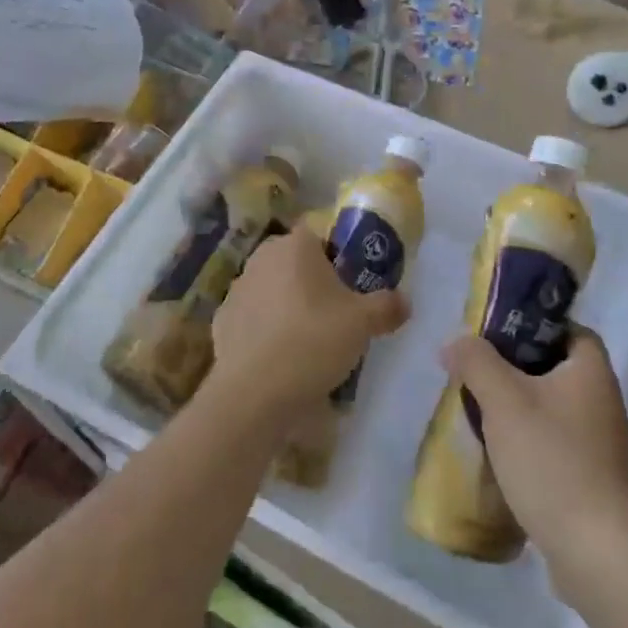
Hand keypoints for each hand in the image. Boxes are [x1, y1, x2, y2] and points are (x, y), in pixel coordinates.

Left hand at [209, 229, 406, 424]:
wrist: (252, 392)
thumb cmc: (312, 341)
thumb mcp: (363, 323)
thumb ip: (387, 306)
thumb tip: (404, 302)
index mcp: (296, 245)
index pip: (322, 235)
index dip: (341, 257)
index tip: (353, 286)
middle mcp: (262, 257)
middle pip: (297, 263)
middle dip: (315, 283)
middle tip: (337, 316)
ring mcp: (237, 288)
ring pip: (275, 289)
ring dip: (290, 306)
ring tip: (309, 343)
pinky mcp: (222, 320)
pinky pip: (255, 318)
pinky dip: (267, 331)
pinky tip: (281, 359)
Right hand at [441, 328, 627, 565]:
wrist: (594, 549)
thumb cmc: (551, 459)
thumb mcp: (504, 400)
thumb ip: (476, 362)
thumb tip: (456, 343)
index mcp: (591, 370)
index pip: (567, 329)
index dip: (533, 324)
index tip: (496, 333)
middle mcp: (602, 400)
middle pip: (554, 367)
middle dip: (515, 368)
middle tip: (477, 370)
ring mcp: (599, 442)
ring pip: (551, 406)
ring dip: (518, 406)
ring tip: (478, 409)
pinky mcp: (590, 476)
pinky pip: (554, 441)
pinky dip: (528, 440)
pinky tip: (498, 452)